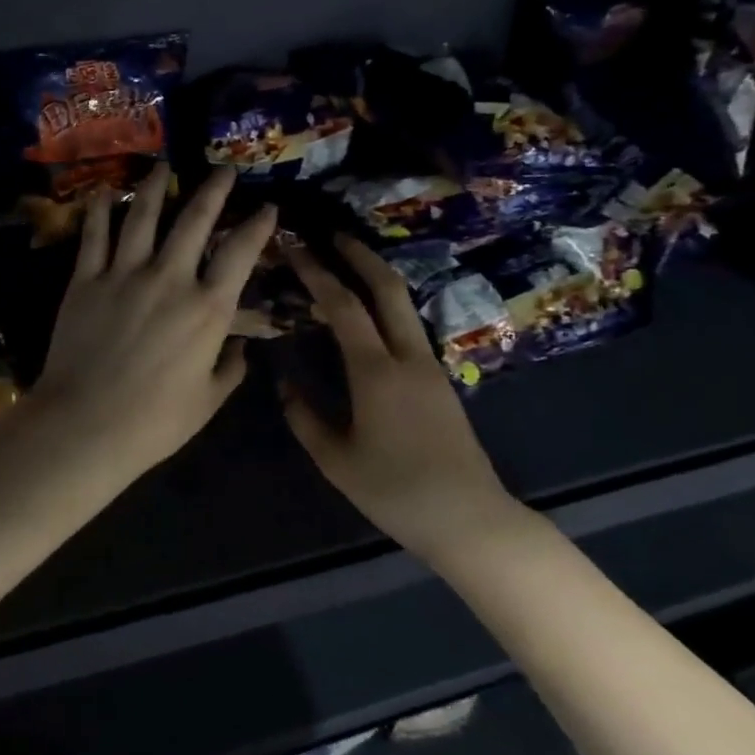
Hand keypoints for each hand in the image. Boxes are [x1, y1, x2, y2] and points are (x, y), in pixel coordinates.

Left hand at [29, 164, 275, 476]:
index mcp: (207, 308)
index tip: (268, 206)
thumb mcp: (208, 401)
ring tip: (162, 166)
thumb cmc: (154, 422)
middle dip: (213, 190)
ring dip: (156, 187)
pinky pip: (94, 236)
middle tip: (222, 171)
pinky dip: (98, 211)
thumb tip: (240, 348)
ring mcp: (124, 274)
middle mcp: (170, 278)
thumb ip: (230, 369)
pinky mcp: (86, 280)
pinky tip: (103, 192)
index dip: (258, 225)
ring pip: (142, 216)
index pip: (241, 252)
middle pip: (194, 220)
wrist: (84, 425)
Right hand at [282, 236, 518, 561]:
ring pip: (403, 304)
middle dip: (359, 255)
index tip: (295, 246)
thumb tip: (285, 384)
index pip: (342, 306)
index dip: (316, 272)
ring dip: (376, 277)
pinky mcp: (440, 380)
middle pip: (387, 288)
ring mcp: (430, 366)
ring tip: (347, 266)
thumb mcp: (337, 461)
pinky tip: (368, 315)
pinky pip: (408, 327)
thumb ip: (305, 418)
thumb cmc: (396, 492)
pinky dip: (385, 306)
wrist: (469, 519)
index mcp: (377, 372)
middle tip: (332, 235)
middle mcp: (407, 357)